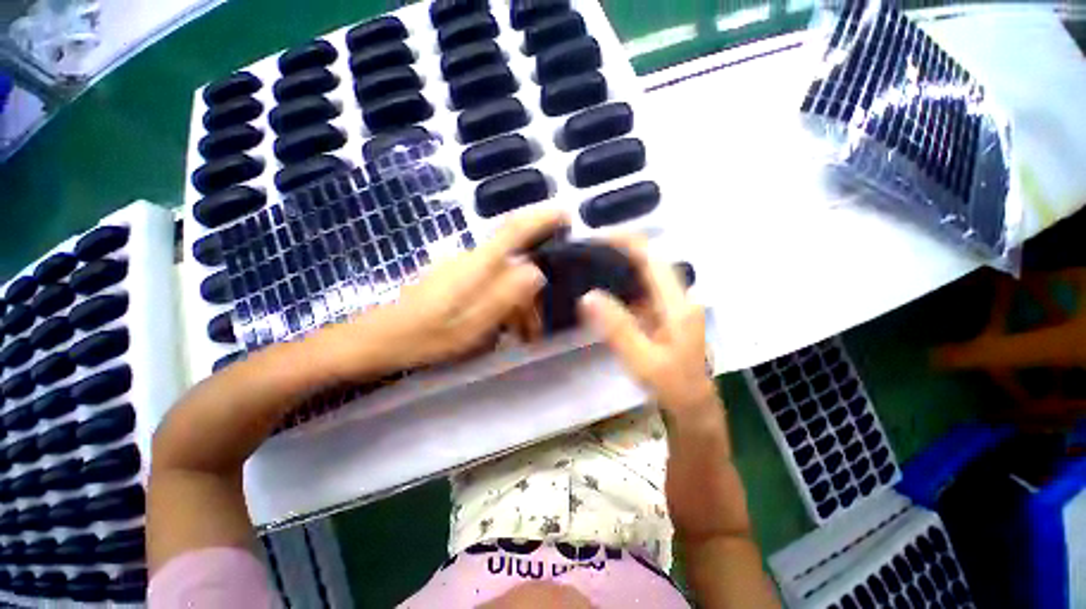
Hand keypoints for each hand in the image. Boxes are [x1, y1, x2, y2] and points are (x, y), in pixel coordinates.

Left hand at [356, 208, 566, 369]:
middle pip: (513, 262)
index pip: (514, 230)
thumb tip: (535, 272)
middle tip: (536, 327)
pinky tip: (499, 328)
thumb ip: (505, 296)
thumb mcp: (471, 325)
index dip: (541, 218)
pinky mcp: (453, 278)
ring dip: (516, 302)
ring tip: (519, 334)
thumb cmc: (423, 336)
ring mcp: (460, 268)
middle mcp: (470, 258)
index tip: (565, 215)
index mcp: (476, 265)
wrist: (376, 340)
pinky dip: (501, 303)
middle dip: (532, 290)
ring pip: (502, 276)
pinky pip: (488, 284)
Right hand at [578, 238, 716, 415]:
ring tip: (591, 265)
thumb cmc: (673, 387)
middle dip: (619, 250)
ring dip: (620, 266)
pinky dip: (622, 286)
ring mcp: (671, 307)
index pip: (651, 258)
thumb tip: (588, 295)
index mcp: (677, 304)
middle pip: (649, 262)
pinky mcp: (664, 316)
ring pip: (645, 276)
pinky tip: (604, 291)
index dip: (626, 242)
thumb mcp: (643, 360)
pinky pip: (642, 292)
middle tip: (587, 251)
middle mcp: (678, 298)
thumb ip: (618, 327)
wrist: (694, 408)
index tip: (596, 237)